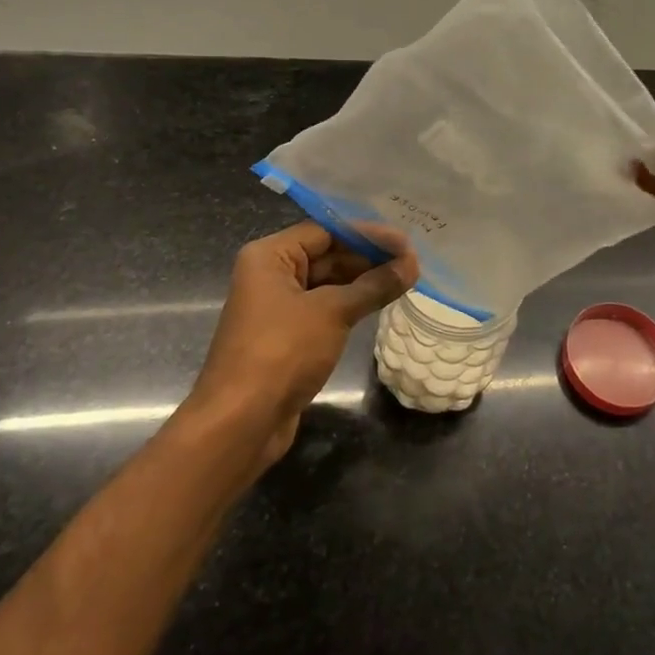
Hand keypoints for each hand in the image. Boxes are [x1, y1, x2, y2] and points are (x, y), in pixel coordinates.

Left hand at [187, 221, 418, 466]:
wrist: (241, 422)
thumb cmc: (282, 352)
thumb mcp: (333, 312)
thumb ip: (374, 285)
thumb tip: (412, 265)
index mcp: (269, 257)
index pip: (326, 231)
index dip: (367, 234)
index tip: (406, 242)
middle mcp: (271, 275)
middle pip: (327, 255)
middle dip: (369, 257)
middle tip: (412, 262)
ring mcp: (279, 307)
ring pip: (329, 283)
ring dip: (364, 281)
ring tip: (406, 279)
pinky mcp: (289, 336)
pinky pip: (326, 309)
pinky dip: (353, 304)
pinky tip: (382, 303)